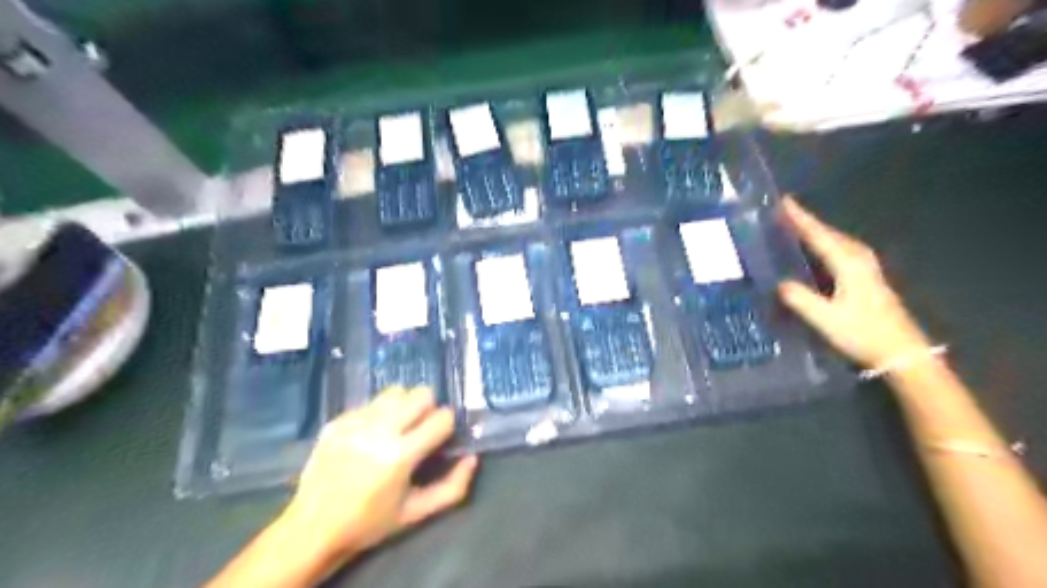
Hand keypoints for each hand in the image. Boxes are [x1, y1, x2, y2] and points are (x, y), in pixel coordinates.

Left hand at [277, 389, 474, 562]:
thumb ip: (453, 488)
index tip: (440, 438)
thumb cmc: (370, 523)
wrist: (312, 529)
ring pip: (395, 391)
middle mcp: (379, 431)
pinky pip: (369, 403)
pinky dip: (378, 414)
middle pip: (421, 393)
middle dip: (428, 408)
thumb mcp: (417, 513)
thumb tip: (472, 457)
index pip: (442, 417)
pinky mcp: (337, 420)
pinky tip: (370, 435)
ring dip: (403, 405)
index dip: (446, 426)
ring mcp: (355, 422)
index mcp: (401, 455)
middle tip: (420, 428)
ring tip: (397, 426)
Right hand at [776, 194, 931, 367]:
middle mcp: (859, 260)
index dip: (800, 219)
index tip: (783, 201)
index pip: (819, 235)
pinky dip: (827, 246)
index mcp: (848, 264)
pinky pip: (842, 252)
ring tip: (798, 228)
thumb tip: (779, 283)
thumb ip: (800, 299)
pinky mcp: (868, 279)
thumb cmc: (863, 333)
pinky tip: (819, 252)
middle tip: (785, 213)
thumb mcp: (825, 319)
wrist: (902, 353)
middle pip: (830, 234)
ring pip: (838, 242)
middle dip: (809, 222)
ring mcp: (867, 269)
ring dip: (818, 233)